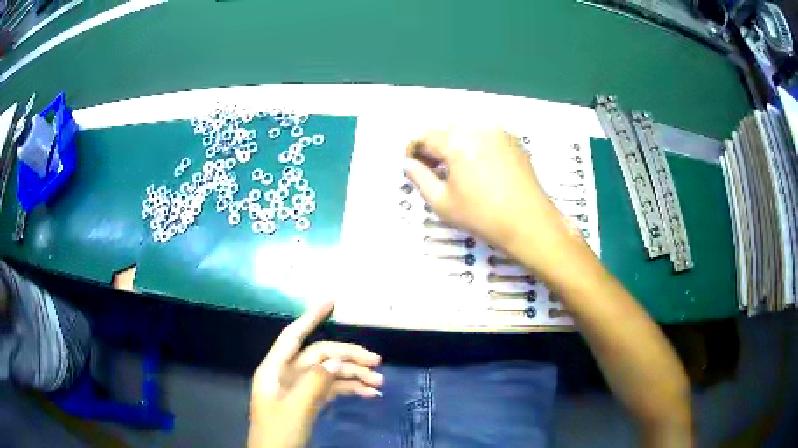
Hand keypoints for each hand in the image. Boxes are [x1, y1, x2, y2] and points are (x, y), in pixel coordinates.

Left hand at [247, 302, 382, 447]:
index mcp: (275, 369)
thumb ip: (315, 381)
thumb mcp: (295, 408)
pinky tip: (369, 394)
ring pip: (328, 373)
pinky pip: (331, 389)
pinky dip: (350, 390)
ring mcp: (299, 389)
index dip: (311, 317)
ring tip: (379, 383)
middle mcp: (287, 374)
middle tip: (377, 362)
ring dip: (353, 376)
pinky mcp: (309, 402)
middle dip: (347, 356)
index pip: (293, 336)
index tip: (332, 301)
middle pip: (319, 356)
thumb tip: (337, 361)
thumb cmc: (278, 432)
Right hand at [404, 128, 565, 248]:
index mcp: (457, 142)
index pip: (425, 136)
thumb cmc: (483, 216)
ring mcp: (497, 130)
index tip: (413, 165)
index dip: (414, 149)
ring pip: (464, 127)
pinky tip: (477, 163)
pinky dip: (473, 141)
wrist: (529, 222)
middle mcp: (477, 128)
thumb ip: (420, 179)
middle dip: (433, 143)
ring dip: (452, 140)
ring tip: (455, 166)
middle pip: (444, 127)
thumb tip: (408, 163)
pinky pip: (483, 131)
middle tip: (433, 167)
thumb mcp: (443, 203)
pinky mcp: (511, 138)